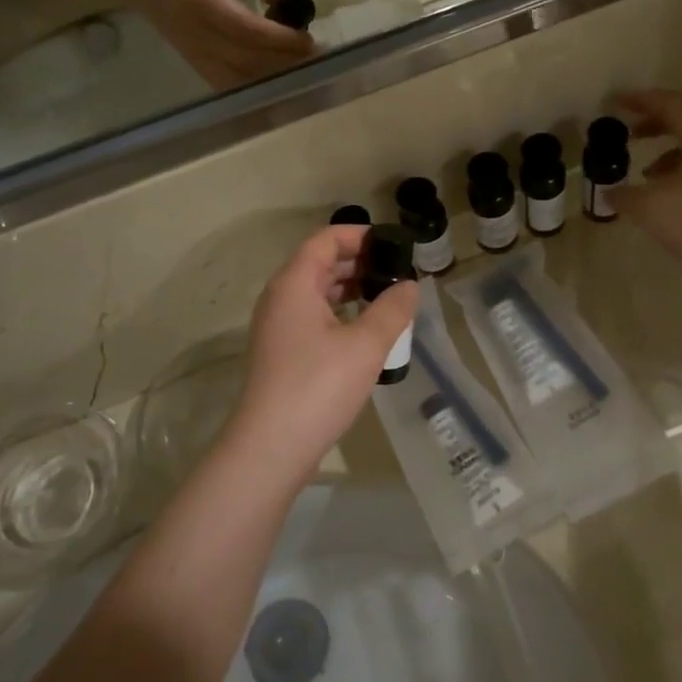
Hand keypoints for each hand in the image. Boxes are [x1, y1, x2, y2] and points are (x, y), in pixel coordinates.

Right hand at [112, 0, 314, 89]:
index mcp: (201, 0)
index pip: (248, 30)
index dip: (282, 40)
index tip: (308, 38)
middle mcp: (196, 33)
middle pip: (248, 60)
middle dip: (286, 61)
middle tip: (315, 54)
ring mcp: (192, 52)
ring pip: (239, 79)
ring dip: (273, 77)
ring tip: (300, 66)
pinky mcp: (190, 62)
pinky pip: (225, 84)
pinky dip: (252, 87)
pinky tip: (274, 79)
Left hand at [215, 226, 420, 490]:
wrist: (272, 446)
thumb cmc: (319, 385)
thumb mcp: (366, 344)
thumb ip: (392, 309)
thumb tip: (409, 286)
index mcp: (294, 284)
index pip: (325, 240)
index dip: (359, 235)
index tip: (392, 243)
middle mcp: (280, 298)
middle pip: (319, 263)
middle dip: (358, 262)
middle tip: (397, 271)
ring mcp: (277, 327)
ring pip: (316, 292)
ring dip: (350, 289)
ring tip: (387, 298)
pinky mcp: (281, 353)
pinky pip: (312, 317)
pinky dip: (339, 313)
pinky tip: (365, 330)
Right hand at [611, 89, 681, 286]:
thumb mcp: (653, 210)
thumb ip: (626, 195)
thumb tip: (610, 192)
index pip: (672, 104)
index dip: (641, 100)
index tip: (614, 102)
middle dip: (654, 123)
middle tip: (627, 131)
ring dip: (667, 151)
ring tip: (643, 172)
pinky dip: (680, 173)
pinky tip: (666, 198)